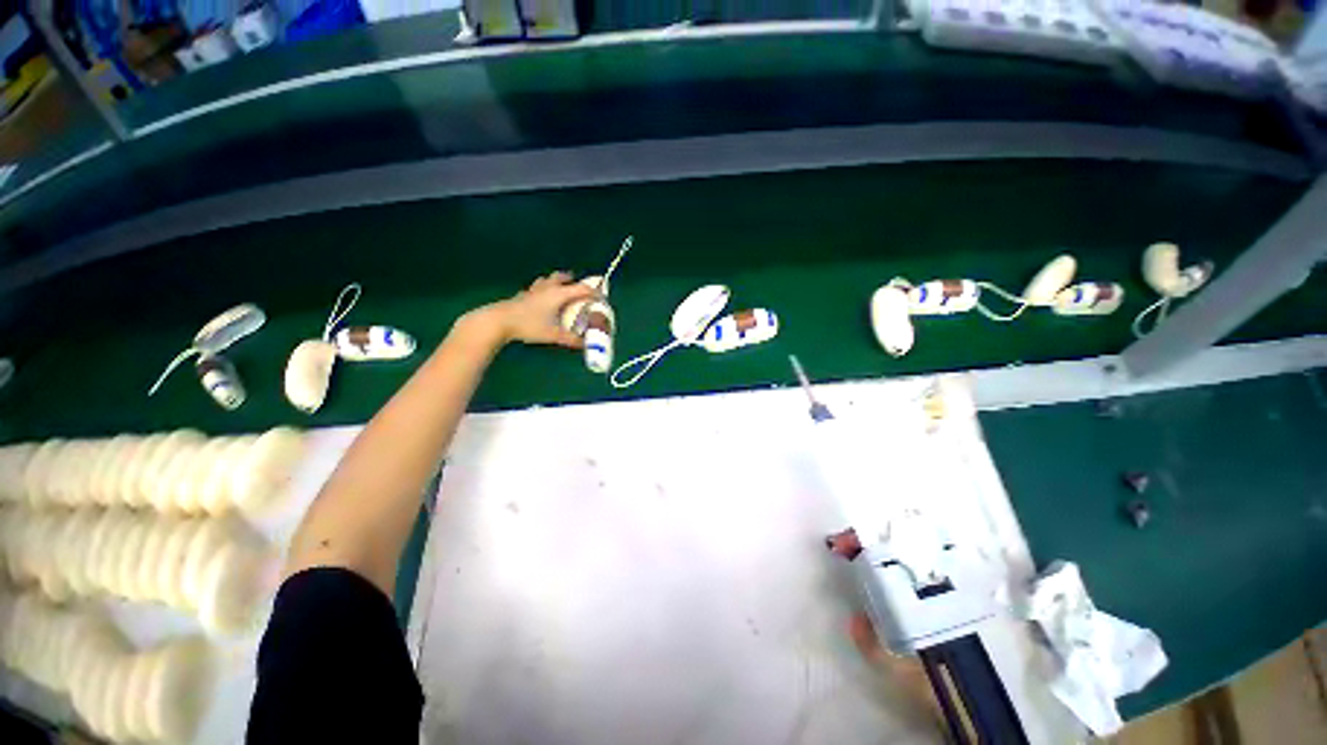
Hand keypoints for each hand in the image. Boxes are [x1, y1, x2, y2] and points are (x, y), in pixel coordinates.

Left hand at [468, 272, 596, 348]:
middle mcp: (547, 288)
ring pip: (547, 280)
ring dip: (556, 282)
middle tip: (579, 288)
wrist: (499, 321)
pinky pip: (536, 289)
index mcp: (558, 294)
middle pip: (562, 277)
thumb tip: (585, 345)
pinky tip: (540, 300)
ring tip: (560, 290)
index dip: (594, 292)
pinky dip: (542, 291)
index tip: (602, 297)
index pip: (581, 289)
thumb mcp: (554, 335)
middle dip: (572, 280)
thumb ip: (571, 339)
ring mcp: (533, 291)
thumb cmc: (529, 325)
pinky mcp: (522, 296)